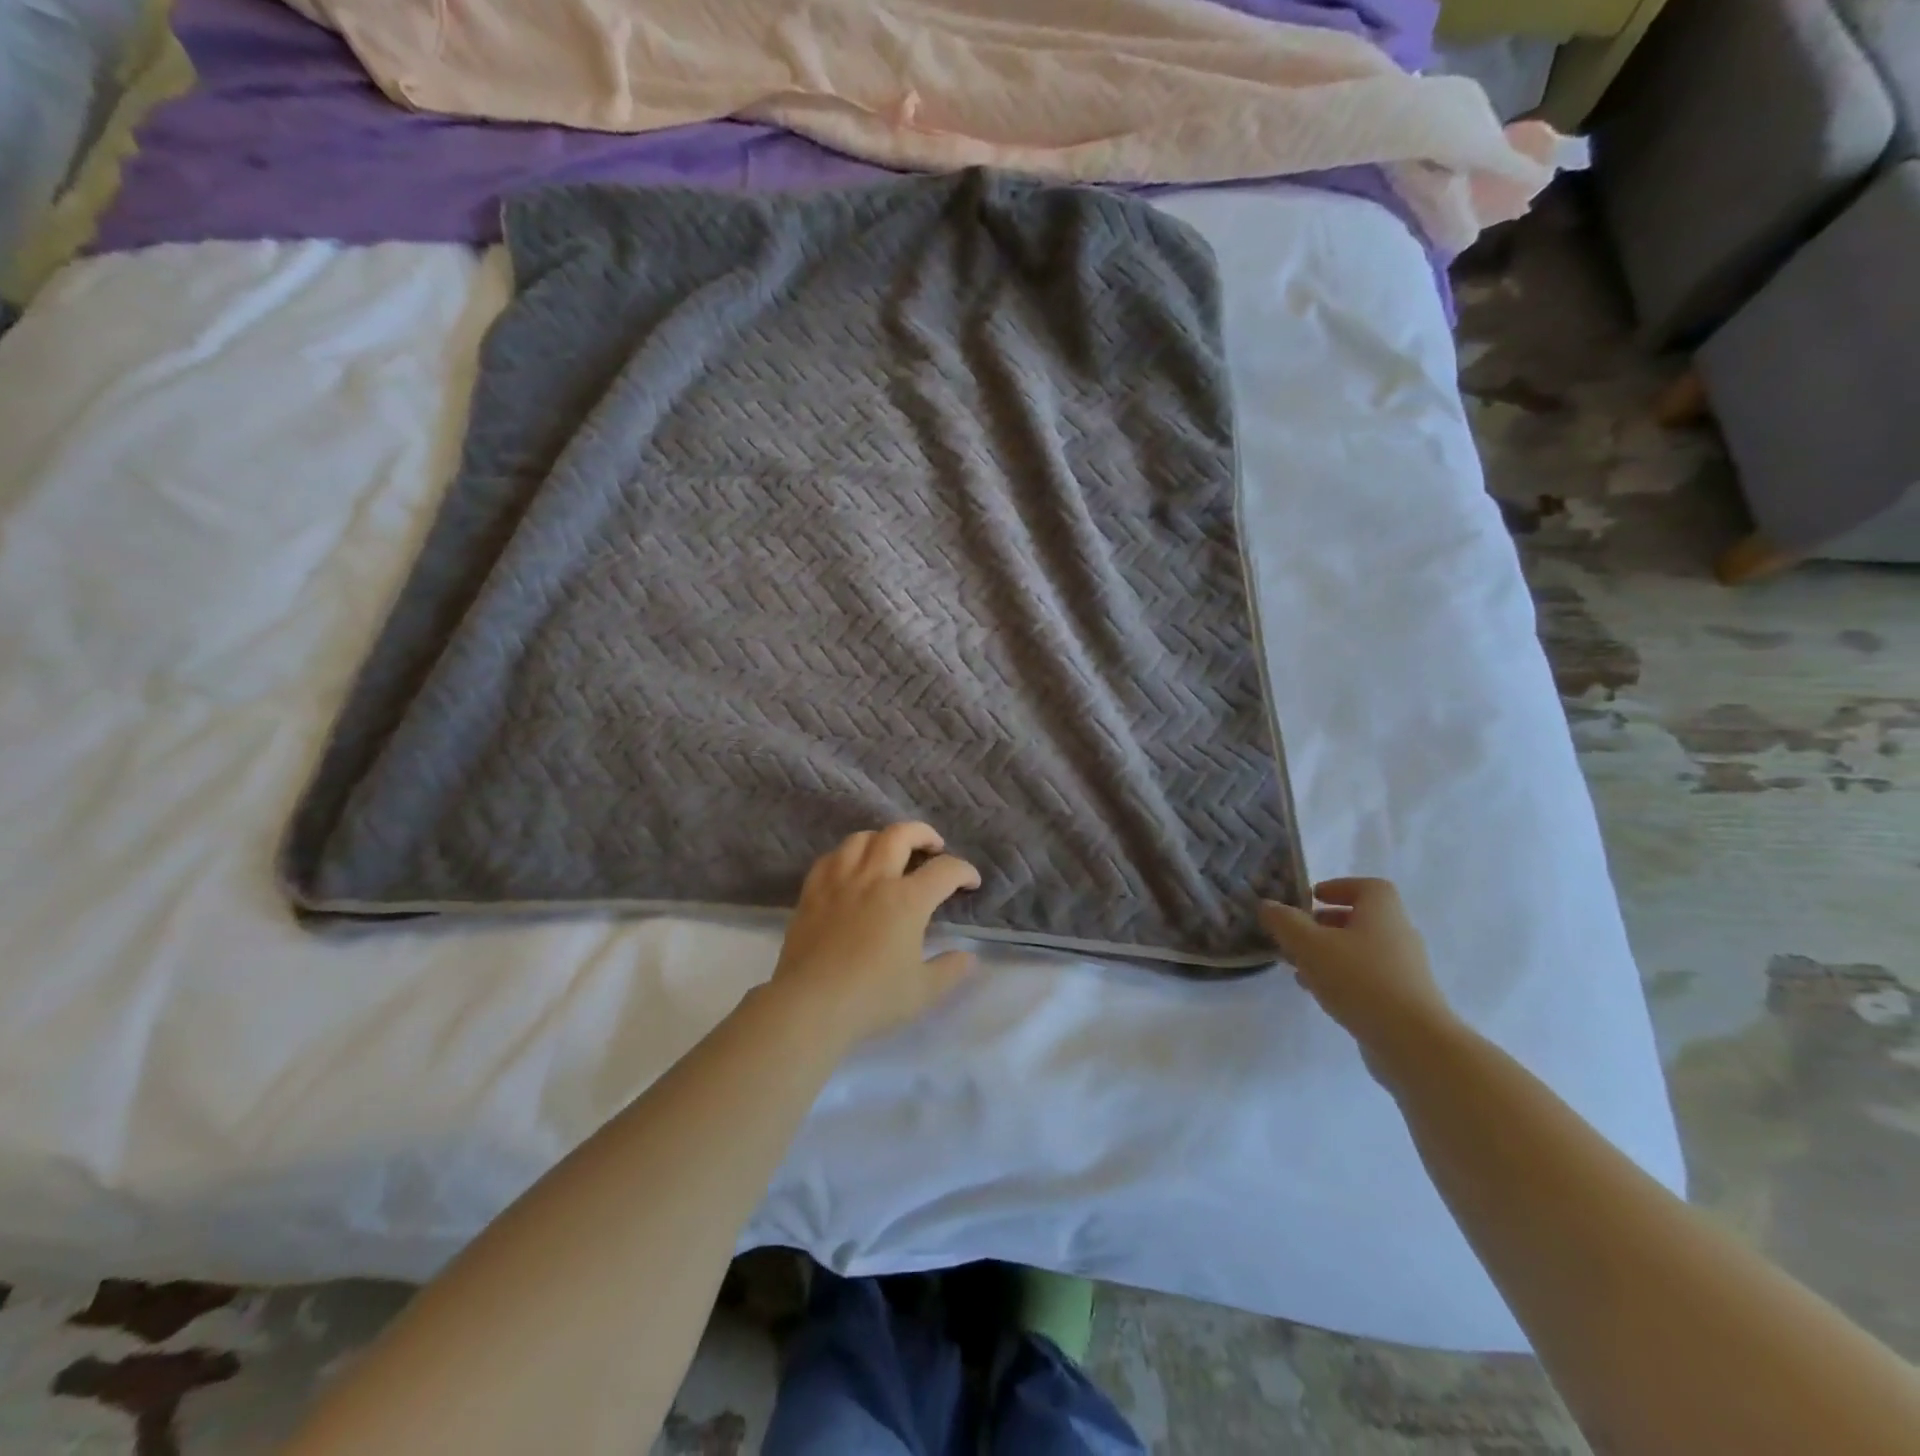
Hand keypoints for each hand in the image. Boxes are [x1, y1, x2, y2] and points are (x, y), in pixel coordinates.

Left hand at [771, 823, 982, 1048]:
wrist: (810, 1005)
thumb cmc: (872, 999)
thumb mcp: (923, 991)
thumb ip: (950, 970)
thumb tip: (968, 957)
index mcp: (907, 900)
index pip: (945, 870)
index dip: (964, 871)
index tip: (971, 882)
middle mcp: (874, 879)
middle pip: (901, 834)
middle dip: (924, 834)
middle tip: (934, 848)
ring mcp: (839, 881)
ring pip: (862, 838)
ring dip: (883, 839)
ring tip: (891, 853)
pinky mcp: (812, 892)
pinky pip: (830, 858)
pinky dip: (847, 855)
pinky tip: (851, 869)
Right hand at [1258, 879, 1460, 1070]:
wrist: (1413, 1042)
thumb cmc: (1360, 979)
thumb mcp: (1309, 945)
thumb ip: (1285, 922)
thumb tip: (1267, 905)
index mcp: (1382, 911)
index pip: (1366, 887)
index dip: (1338, 888)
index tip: (1312, 898)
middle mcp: (1398, 934)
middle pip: (1361, 919)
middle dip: (1325, 924)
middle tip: (1296, 933)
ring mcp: (1404, 969)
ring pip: (1361, 950)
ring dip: (1329, 953)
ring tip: (1298, 966)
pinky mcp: (1404, 999)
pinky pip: (1368, 978)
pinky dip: (1342, 978)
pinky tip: (1318, 992)